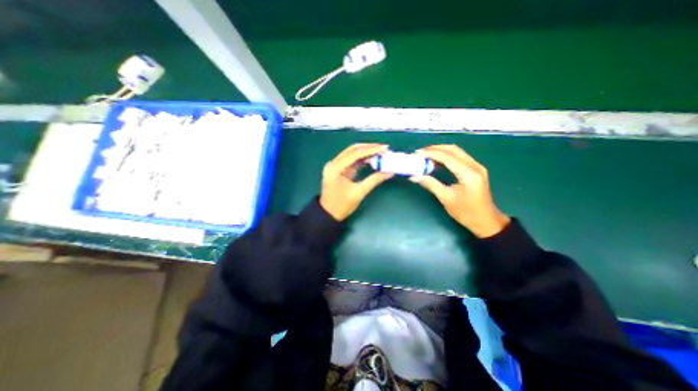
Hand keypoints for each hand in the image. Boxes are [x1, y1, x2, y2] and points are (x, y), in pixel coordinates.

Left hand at [321, 144, 394, 221]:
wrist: (329, 214)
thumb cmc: (341, 205)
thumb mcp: (359, 193)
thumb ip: (374, 180)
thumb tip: (389, 172)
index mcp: (335, 168)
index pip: (355, 154)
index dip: (370, 149)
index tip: (384, 148)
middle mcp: (334, 163)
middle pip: (353, 150)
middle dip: (369, 148)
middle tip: (384, 149)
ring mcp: (336, 166)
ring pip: (353, 154)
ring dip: (366, 153)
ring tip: (381, 153)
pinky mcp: (339, 170)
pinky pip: (352, 161)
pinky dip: (363, 159)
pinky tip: (373, 159)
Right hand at [410, 143, 511, 237]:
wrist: (486, 221)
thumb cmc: (466, 212)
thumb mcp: (446, 199)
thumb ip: (431, 184)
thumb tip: (415, 176)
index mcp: (468, 174)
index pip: (448, 157)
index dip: (431, 153)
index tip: (417, 153)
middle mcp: (475, 166)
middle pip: (453, 150)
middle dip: (435, 148)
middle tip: (420, 152)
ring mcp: (477, 167)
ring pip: (457, 152)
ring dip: (441, 151)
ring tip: (426, 155)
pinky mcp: (476, 170)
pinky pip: (460, 157)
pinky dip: (447, 156)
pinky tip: (437, 161)